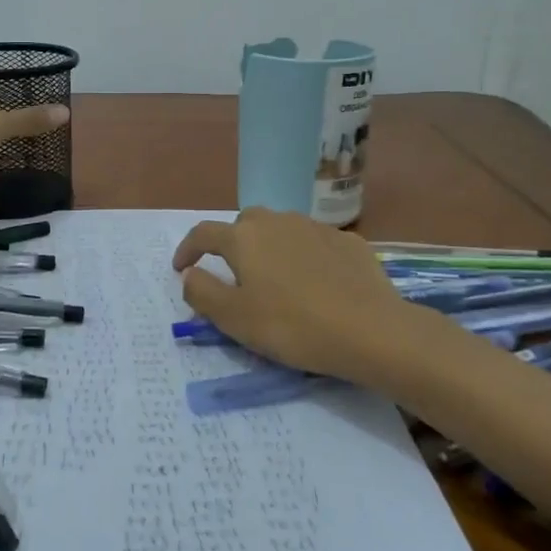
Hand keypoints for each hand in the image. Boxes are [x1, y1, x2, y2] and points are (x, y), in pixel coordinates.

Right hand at [171, 208, 420, 384]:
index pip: (203, 233)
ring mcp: (315, 228)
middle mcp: (277, 221)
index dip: (187, 250)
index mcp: (244, 238)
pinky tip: (315, 282)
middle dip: (231, 243)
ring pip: (282, 230)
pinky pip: (314, 243)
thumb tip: (190, 274)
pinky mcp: (348, 242)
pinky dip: (304, 256)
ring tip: (275, 277)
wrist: (370, 330)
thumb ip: (202, 292)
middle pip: (244, 224)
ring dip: (270, 247)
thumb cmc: (291, 325)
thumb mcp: (234, 318)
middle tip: (232, 273)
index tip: (181, 269)